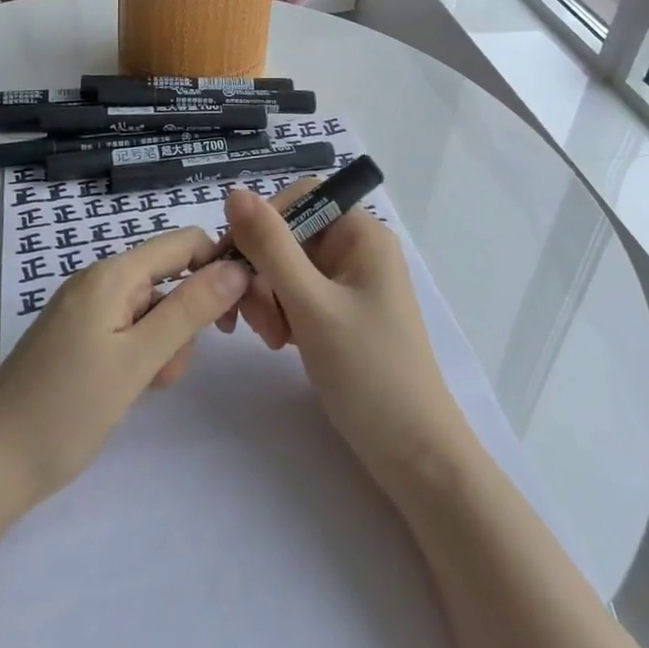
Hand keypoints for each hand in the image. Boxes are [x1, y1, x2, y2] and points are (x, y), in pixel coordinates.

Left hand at [0, 228, 248, 510]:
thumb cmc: (67, 410)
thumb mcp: (138, 360)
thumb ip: (189, 309)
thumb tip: (237, 267)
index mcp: (112, 273)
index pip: (183, 243)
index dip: (217, 266)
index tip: (236, 314)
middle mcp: (98, 280)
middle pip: (168, 277)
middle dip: (186, 317)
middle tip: (174, 368)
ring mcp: (85, 309)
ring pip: (151, 308)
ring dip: (165, 343)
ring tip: (147, 386)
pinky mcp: (78, 337)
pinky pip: (128, 329)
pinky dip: (141, 353)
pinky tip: (131, 388)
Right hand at [211, 183, 472, 497]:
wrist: (414, 455)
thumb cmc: (368, 372)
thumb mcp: (311, 305)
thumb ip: (270, 246)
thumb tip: (234, 192)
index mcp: (362, 234)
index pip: (300, 198)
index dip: (263, 223)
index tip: (235, 261)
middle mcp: (357, 249)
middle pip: (289, 235)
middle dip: (263, 272)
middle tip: (254, 319)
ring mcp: (350, 283)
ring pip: (286, 267)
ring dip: (268, 298)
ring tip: (275, 340)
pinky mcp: (342, 313)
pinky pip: (296, 294)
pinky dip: (281, 313)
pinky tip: (283, 344)